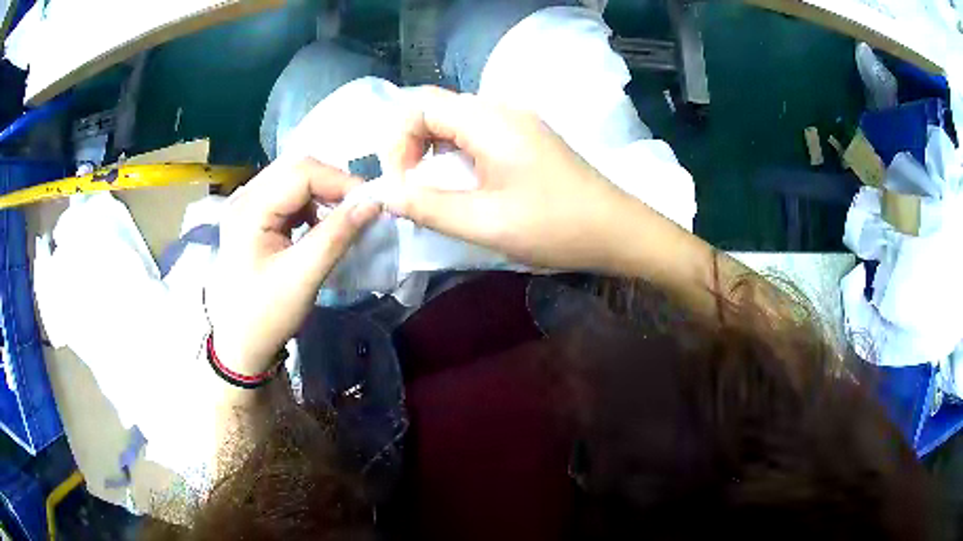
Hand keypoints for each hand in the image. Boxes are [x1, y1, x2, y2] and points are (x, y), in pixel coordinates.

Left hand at [208, 158, 379, 375]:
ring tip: (342, 219)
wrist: (240, 344)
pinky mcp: (253, 217)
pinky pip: (288, 196)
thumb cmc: (266, 315)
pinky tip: (319, 225)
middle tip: (359, 210)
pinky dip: (311, 205)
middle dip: (333, 185)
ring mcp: (247, 206)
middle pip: (297, 169)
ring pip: (294, 180)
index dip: (340, 182)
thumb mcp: (303, 277)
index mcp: (249, 209)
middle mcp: (244, 197)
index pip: (301, 172)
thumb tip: (374, 203)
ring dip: (323, 194)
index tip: (371, 204)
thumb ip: (337, 236)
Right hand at [386, 89, 636, 270]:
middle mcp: (501, 109)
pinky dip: (457, 155)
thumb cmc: (555, 226)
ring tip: (433, 190)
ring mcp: (518, 121)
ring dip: (433, 151)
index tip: (402, 185)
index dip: (398, 143)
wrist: (618, 230)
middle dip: (411, 146)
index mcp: (488, 120)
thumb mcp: (485, 222)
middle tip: (411, 188)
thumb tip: (384, 194)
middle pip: (436, 109)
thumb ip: (428, 206)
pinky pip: (478, 134)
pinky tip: (464, 184)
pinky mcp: (528, 138)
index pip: (420, 107)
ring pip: (456, 122)